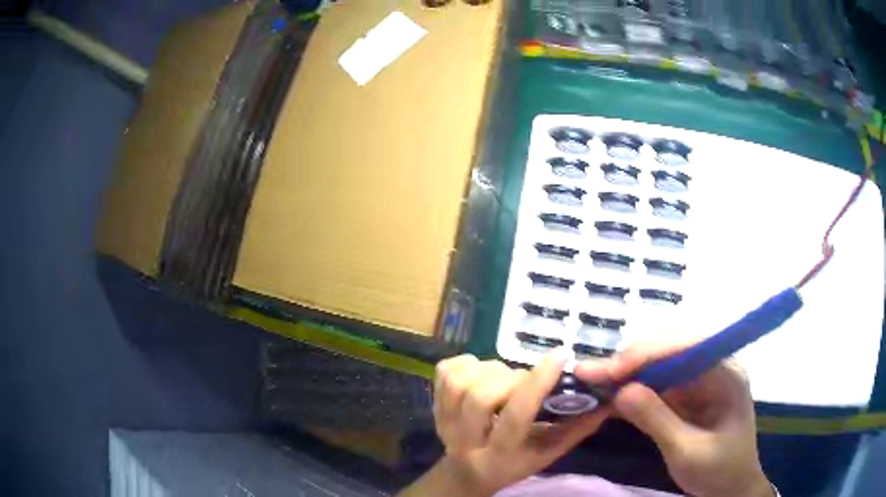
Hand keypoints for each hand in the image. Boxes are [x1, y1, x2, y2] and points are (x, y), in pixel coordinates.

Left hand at [400, 350, 608, 496]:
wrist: (467, 471)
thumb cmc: (514, 463)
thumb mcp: (547, 453)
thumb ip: (576, 429)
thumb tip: (608, 400)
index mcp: (499, 456)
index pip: (515, 417)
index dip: (537, 384)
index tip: (561, 355)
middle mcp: (465, 441)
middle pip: (481, 398)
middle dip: (512, 379)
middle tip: (526, 379)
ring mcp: (443, 422)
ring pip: (461, 382)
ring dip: (490, 370)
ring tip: (504, 379)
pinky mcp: (432, 404)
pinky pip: (447, 370)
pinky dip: (469, 363)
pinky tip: (482, 375)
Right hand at [576, 343, 773, 496]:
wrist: (731, 489)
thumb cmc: (718, 471)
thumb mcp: (687, 452)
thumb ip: (657, 421)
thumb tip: (620, 392)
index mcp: (726, 373)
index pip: (687, 347)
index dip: (648, 353)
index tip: (612, 371)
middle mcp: (713, 367)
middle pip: (669, 350)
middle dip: (630, 362)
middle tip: (590, 373)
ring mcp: (699, 381)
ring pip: (659, 365)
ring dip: (625, 374)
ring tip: (591, 380)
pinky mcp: (687, 395)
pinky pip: (657, 385)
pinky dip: (631, 390)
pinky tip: (608, 394)